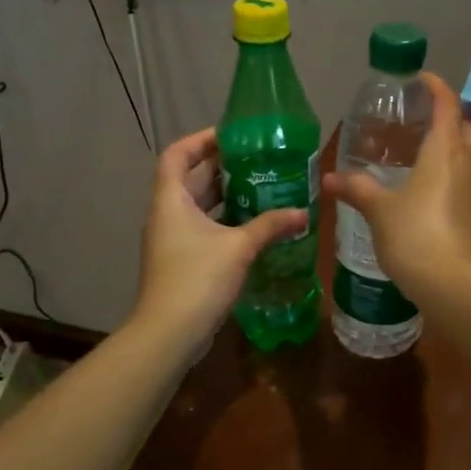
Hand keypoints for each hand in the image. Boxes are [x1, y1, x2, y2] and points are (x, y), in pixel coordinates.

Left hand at [132, 127, 307, 347]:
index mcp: (171, 200)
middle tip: (258, 160)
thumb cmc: (198, 278)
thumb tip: (303, 213)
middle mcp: (167, 214)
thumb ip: (270, 226)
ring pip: (198, 205)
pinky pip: (202, 228)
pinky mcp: (181, 260)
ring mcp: (172, 239)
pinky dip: (224, 221)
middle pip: (190, 178)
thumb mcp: (239, 247)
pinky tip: (253, 226)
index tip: (232, 136)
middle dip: (221, 167)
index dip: (200, 139)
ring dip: (225, 195)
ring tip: (261, 188)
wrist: (169, 333)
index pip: (177, 154)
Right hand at [322, 71, 470, 296]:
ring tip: (424, 156)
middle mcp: (470, 161)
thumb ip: (357, 189)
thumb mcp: (379, 210)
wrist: (454, 284)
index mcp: (445, 150)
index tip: (420, 80)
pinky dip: (457, 175)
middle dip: (445, 118)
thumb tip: (330, 178)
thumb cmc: (413, 235)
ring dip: (453, 148)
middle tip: (417, 123)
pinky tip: (435, 192)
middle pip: (463, 126)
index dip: (435, 87)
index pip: (446, 104)